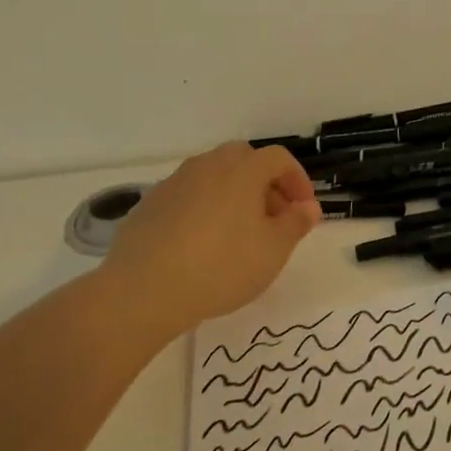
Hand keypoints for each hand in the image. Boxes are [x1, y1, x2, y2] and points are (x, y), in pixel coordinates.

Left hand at [99, 141, 321, 342]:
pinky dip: (203, 208)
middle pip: (243, 159)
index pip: (279, 158)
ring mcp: (174, 183)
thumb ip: (296, 223)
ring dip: (232, 194)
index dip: (298, 180)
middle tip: (272, 216)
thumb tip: (308, 207)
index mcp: (242, 170)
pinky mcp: (148, 205)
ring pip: (212, 176)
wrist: (142, 291)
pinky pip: (187, 196)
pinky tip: (201, 244)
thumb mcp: (273, 251)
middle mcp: (208, 166)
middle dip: (264, 182)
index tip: (303, 209)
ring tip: (237, 232)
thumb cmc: (221, 267)